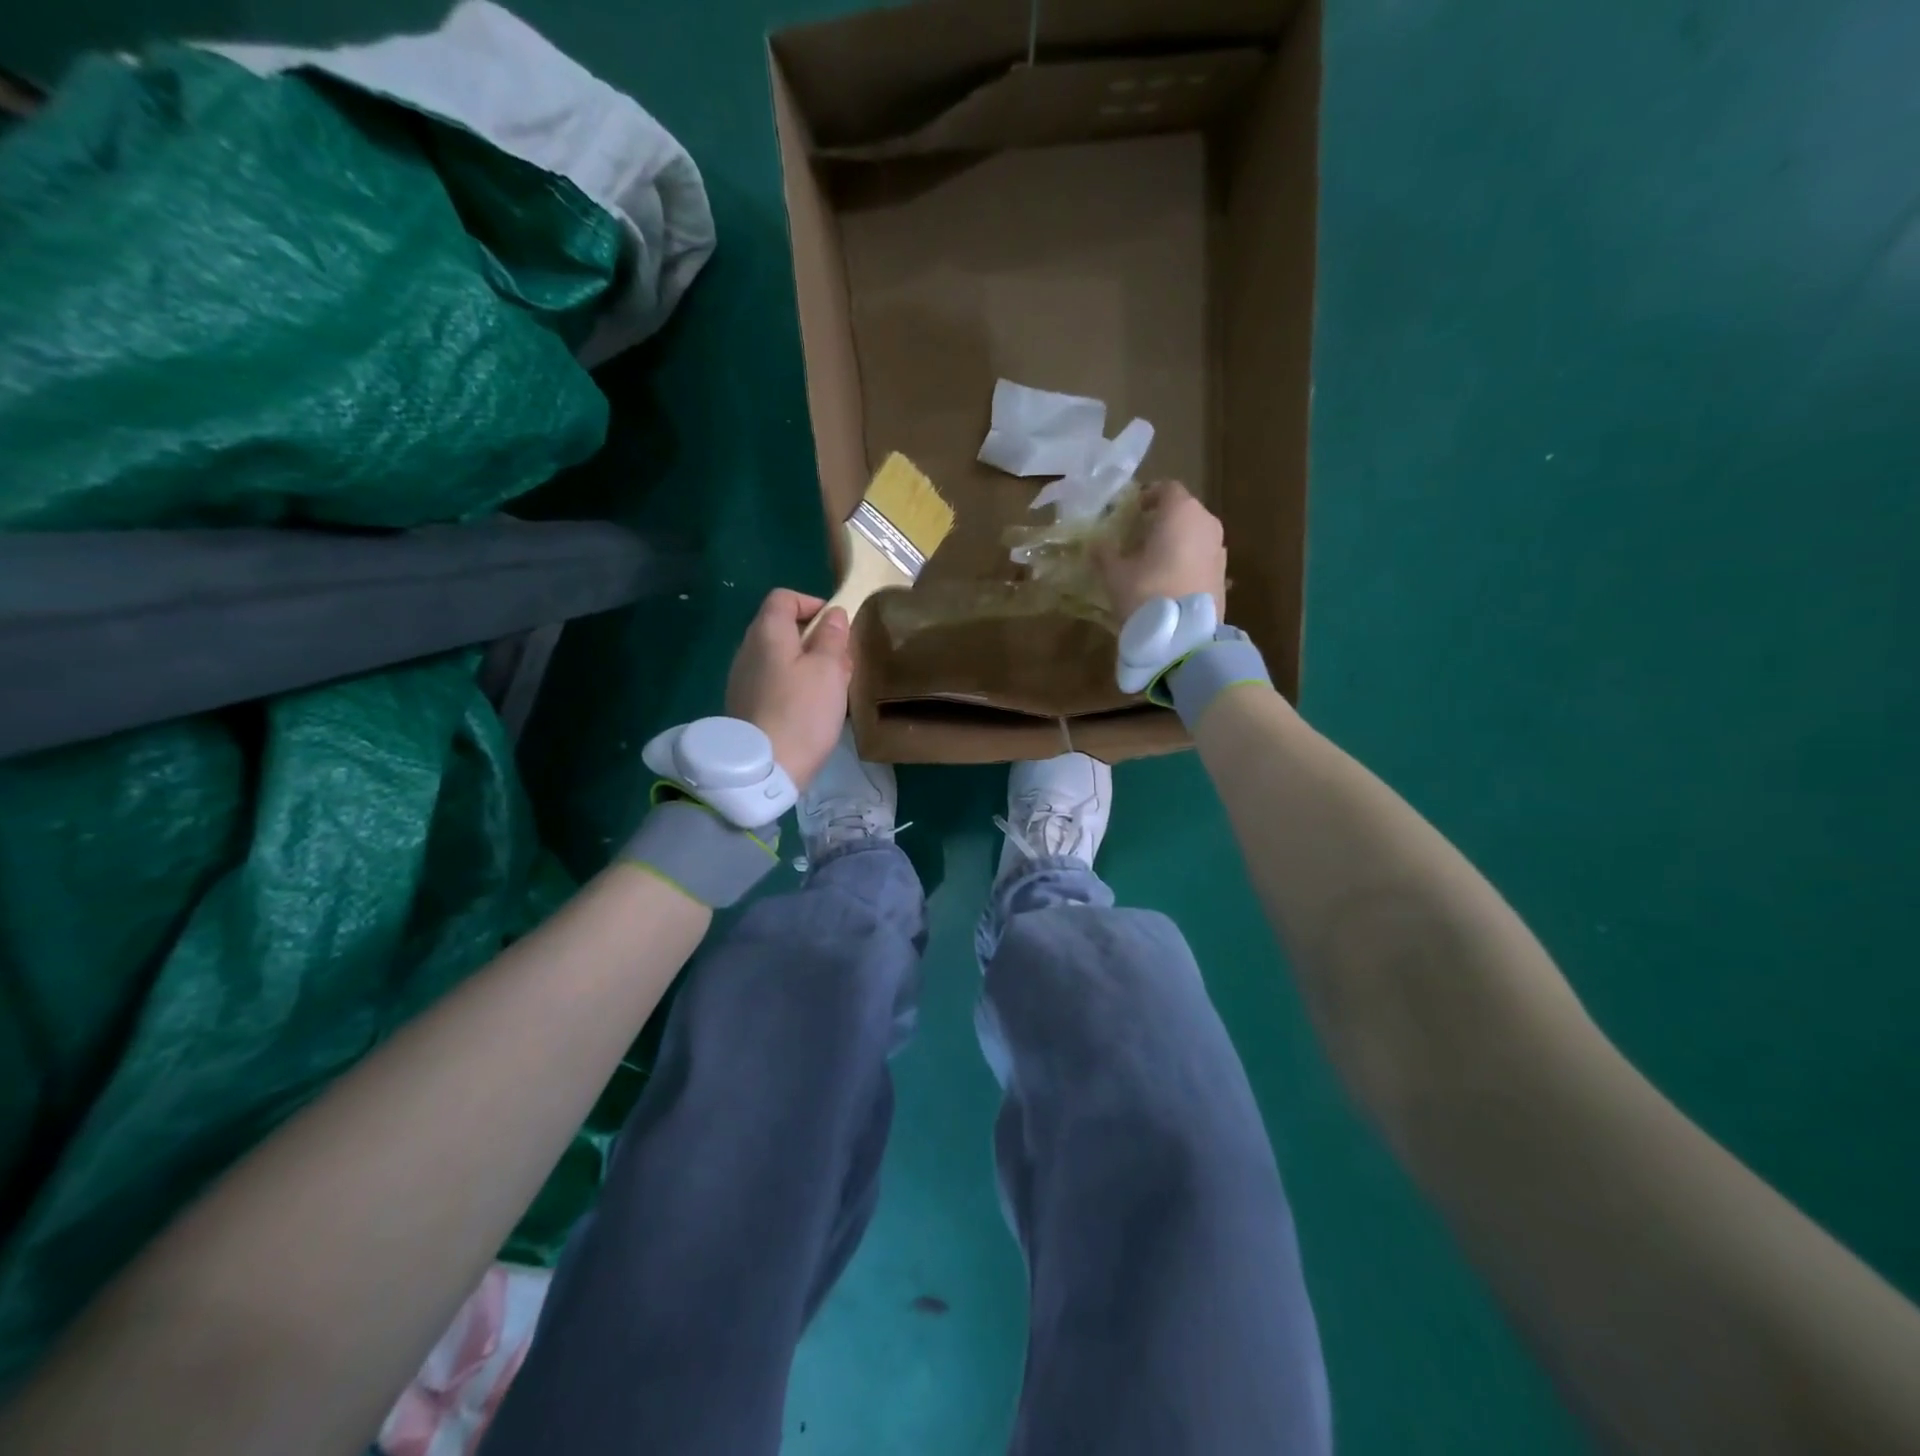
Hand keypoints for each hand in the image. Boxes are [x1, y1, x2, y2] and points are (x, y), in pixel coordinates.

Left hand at [725, 589, 852, 790]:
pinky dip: (794, 684)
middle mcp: (748, 649)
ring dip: (807, 664)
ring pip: (779, 657)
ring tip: (832, 688)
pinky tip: (811, 708)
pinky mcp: (744, 705)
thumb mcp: (829, 670)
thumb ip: (832, 637)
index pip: (784, 597)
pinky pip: (773, 681)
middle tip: (841, 660)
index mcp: (767, 632)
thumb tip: (833, 614)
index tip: (836, 624)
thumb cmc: (802, 712)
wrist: (765, 768)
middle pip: (781, 628)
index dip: (812, 602)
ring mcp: (742, 679)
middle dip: (814, 637)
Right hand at [1096, 480, 1227, 622]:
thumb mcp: (1115, 573)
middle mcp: (1206, 522)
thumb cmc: (1147, 592)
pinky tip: (1169, 580)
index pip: (1166, 488)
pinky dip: (1186, 560)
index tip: (1132, 511)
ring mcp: (1219, 548)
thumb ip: (1104, 553)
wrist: (1185, 635)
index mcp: (1180, 511)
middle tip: (1138, 537)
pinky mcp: (1223, 574)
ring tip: (1153, 561)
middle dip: (1162, 520)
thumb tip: (1095, 544)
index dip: (1148, 496)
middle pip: (1183, 510)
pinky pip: (1201, 556)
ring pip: (1194, 534)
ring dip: (1176, 541)